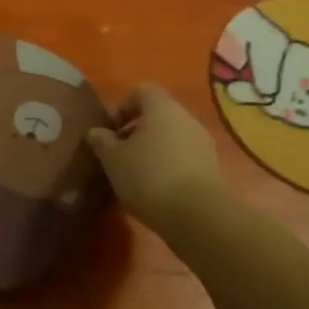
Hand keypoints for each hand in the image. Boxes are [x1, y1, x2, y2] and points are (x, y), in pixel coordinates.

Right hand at [86, 83, 228, 232]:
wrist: (199, 216)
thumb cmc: (149, 176)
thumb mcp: (113, 159)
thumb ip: (102, 141)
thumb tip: (96, 132)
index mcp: (162, 107)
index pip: (140, 91)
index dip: (121, 107)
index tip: (108, 131)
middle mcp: (186, 119)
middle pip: (157, 116)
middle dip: (135, 132)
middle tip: (118, 155)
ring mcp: (202, 144)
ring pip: (170, 139)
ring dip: (152, 152)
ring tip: (134, 177)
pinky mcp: (211, 170)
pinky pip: (183, 159)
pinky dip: (168, 168)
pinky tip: (155, 191)